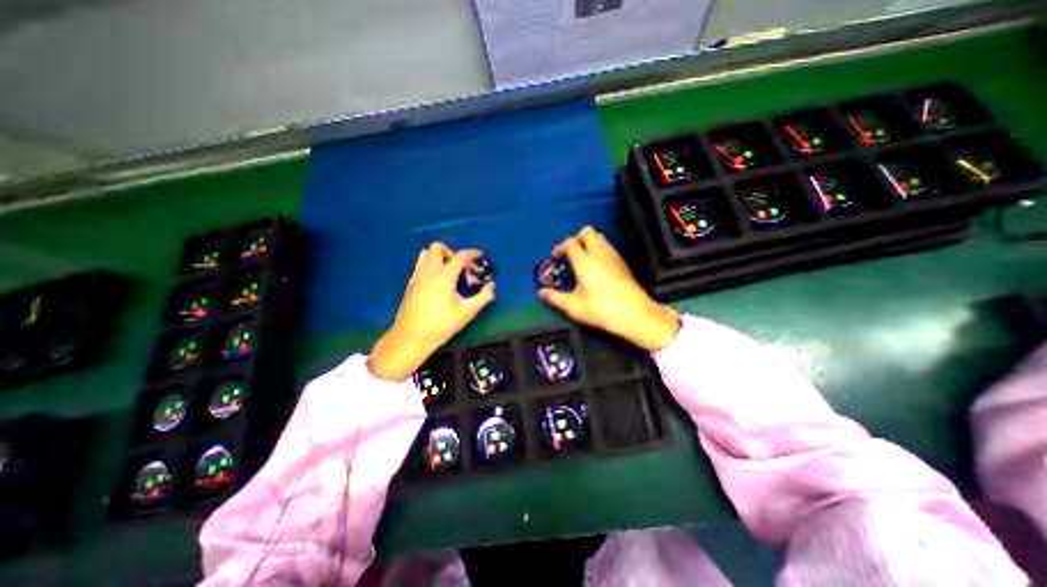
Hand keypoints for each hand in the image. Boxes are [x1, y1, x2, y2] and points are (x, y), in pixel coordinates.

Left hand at [369, 242, 495, 380]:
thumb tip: (492, 286)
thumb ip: (483, 297)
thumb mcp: (467, 312)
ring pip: (426, 255)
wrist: (412, 337)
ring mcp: (417, 277)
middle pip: (437, 248)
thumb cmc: (442, 324)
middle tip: (460, 267)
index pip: (460, 256)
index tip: (480, 254)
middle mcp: (429, 271)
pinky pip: (420, 266)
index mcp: (444, 275)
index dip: (472, 253)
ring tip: (448, 271)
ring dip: (439, 257)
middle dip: (452, 252)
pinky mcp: (410, 285)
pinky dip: (430, 266)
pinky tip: (436, 281)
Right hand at [540, 227, 680, 351]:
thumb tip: (541, 293)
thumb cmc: (601, 309)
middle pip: (587, 232)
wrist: (635, 315)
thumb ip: (555, 297)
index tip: (555, 256)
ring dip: (589, 242)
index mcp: (585, 261)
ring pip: (600, 238)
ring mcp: (613, 256)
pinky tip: (597, 266)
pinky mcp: (622, 263)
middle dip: (576, 238)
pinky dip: (599, 249)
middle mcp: (599, 253)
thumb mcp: (574, 306)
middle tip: (570, 253)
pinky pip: (608, 247)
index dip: (560, 246)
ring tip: (582, 259)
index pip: (570, 243)